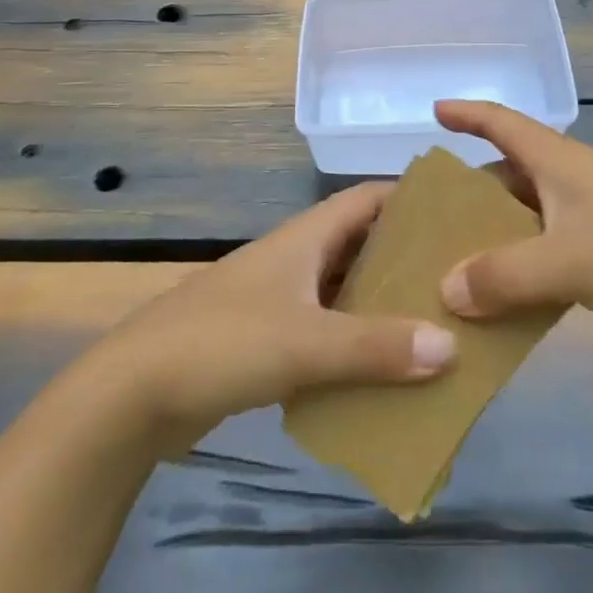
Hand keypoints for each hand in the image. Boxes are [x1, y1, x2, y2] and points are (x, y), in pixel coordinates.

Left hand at [96, 182, 455, 448]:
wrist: (133, 393)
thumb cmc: (222, 343)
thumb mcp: (305, 342)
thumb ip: (377, 346)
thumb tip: (451, 345)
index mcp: (305, 237)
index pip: (367, 199)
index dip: (410, 199)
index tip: (458, 214)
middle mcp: (296, 258)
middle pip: (361, 245)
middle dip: (406, 258)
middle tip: (458, 279)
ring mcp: (279, 299)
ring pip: (344, 291)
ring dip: (382, 305)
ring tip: (436, 325)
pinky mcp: (266, 338)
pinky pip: (325, 330)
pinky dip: (354, 342)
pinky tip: (385, 369)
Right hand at [436, 100, 592, 344]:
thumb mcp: (568, 258)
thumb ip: (505, 275)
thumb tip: (445, 290)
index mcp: (559, 162)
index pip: (503, 122)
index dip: (468, 113)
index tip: (434, 112)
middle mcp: (571, 182)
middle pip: (509, 176)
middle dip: (470, 193)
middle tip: (430, 219)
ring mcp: (591, 219)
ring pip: (528, 220)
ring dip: (495, 239)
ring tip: (454, 266)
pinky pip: (548, 255)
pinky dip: (522, 270)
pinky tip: (503, 301)